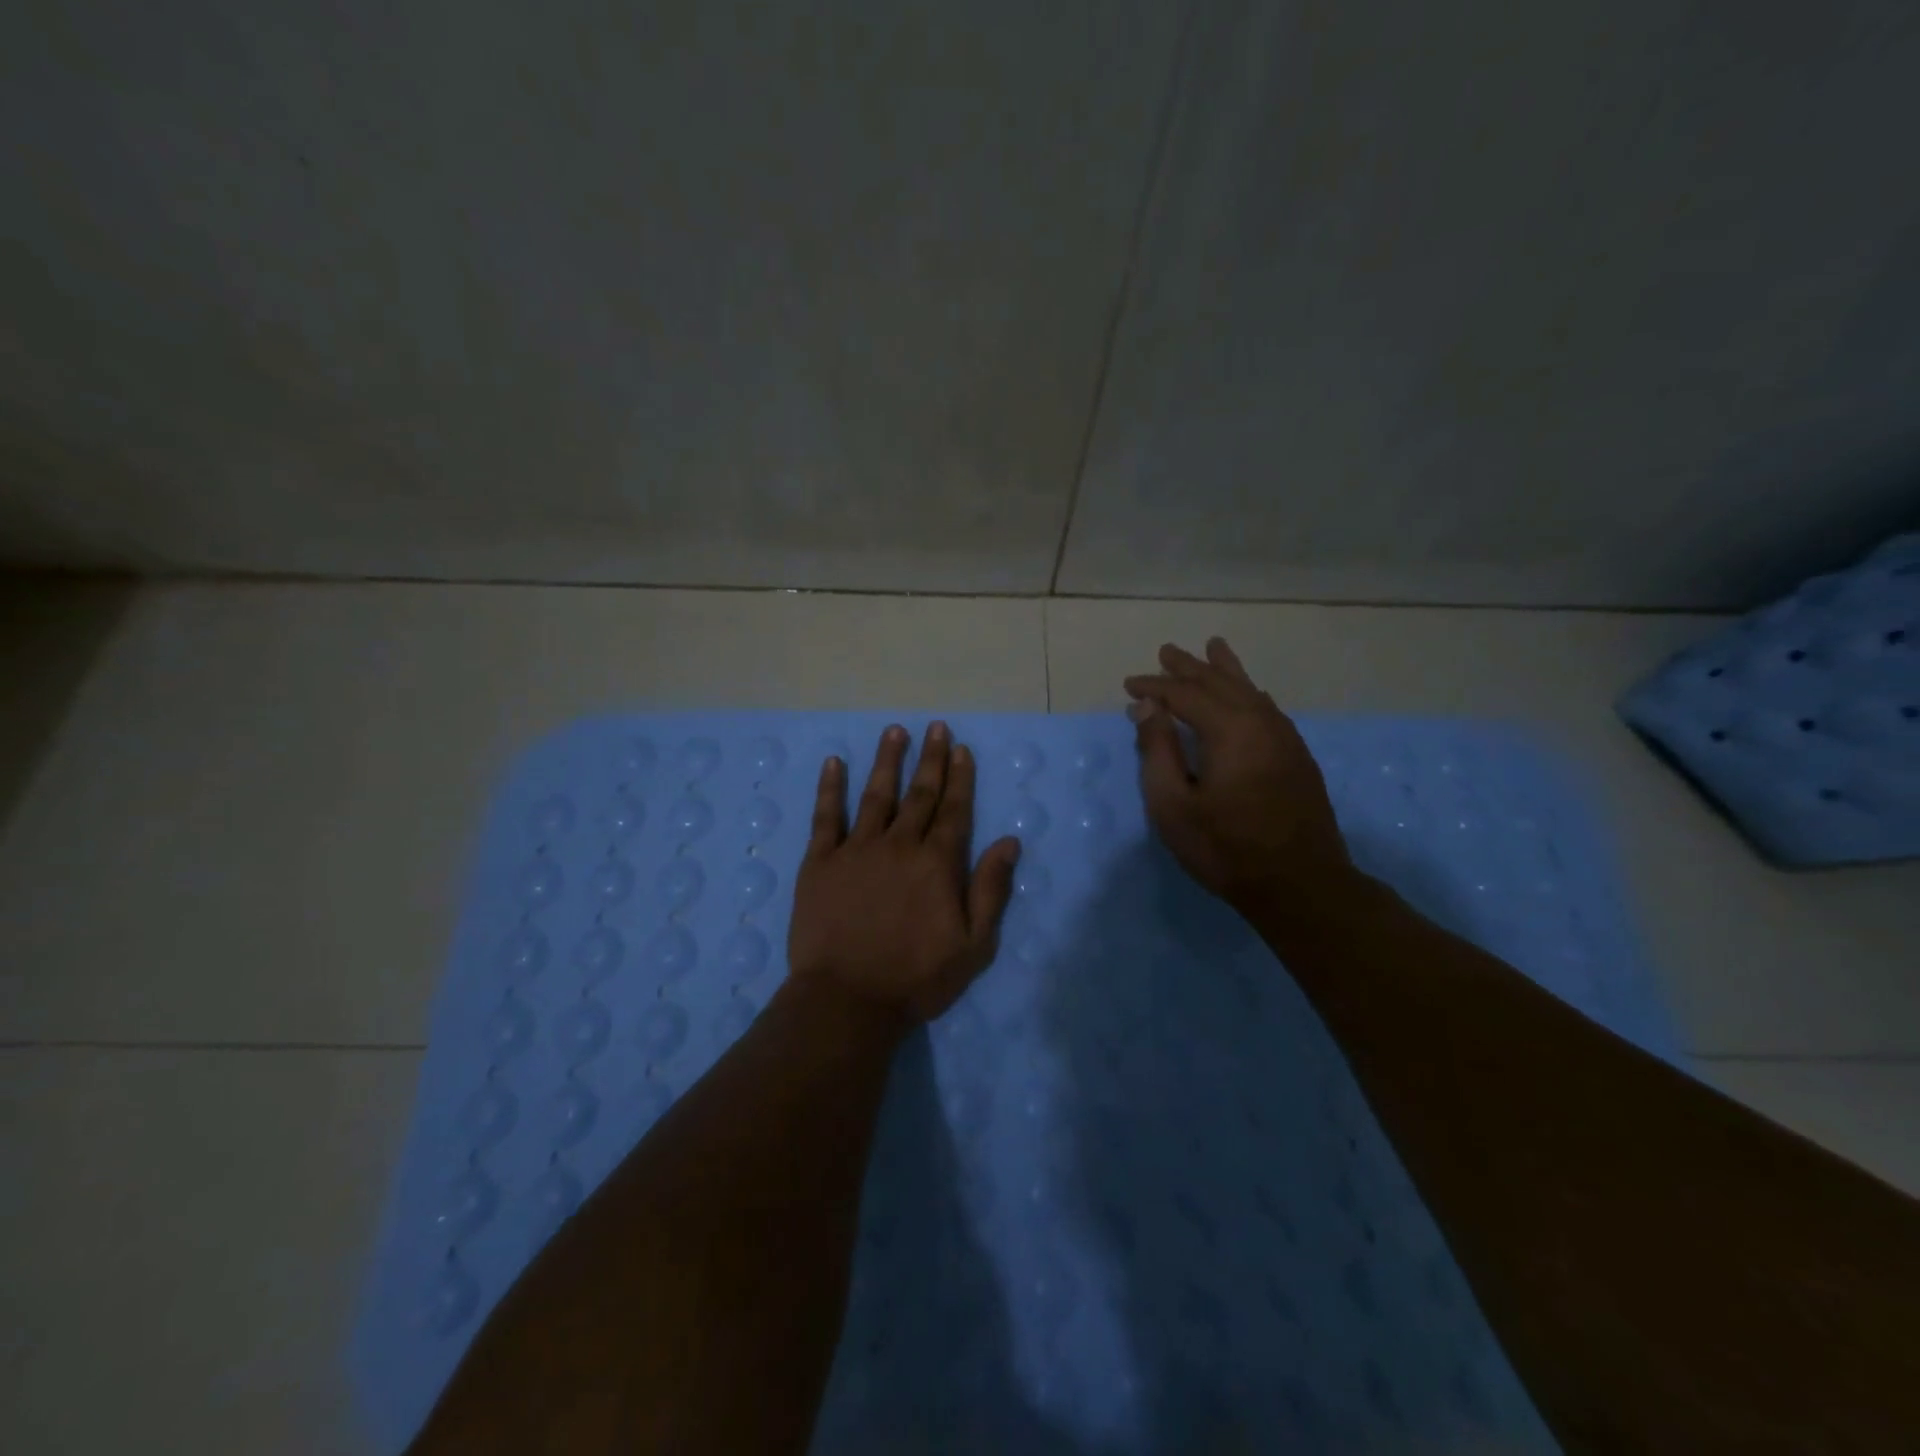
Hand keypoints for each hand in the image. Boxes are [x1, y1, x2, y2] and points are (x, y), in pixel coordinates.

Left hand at [787, 722, 1020, 1026]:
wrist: (847, 999)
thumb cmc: (916, 978)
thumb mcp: (973, 945)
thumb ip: (991, 890)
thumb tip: (1010, 841)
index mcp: (936, 863)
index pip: (954, 810)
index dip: (959, 777)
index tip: (961, 748)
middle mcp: (899, 845)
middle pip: (919, 794)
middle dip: (931, 758)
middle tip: (936, 727)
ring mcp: (857, 849)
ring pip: (876, 795)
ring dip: (887, 761)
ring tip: (895, 731)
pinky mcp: (820, 862)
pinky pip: (826, 816)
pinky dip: (830, 788)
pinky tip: (835, 763)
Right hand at [1124, 637, 1353, 918]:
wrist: (1301, 885)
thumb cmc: (1225, 848)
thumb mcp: (1173, 805)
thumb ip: (1158, 750)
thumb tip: (1148, 707)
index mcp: (1229, 730)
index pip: (1184, 694)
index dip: (1155, 686)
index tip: (1129, 684)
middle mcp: (1261, 722)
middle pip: (1221, 682)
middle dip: (1190, 667)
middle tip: (1167, 651)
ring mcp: (1285, 738)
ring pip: (1251, 691)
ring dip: (1225, 671)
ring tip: (1213, 648)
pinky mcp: (1297, 756)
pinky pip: (1268, 708)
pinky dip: (1249, 693)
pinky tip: (1249, 693)